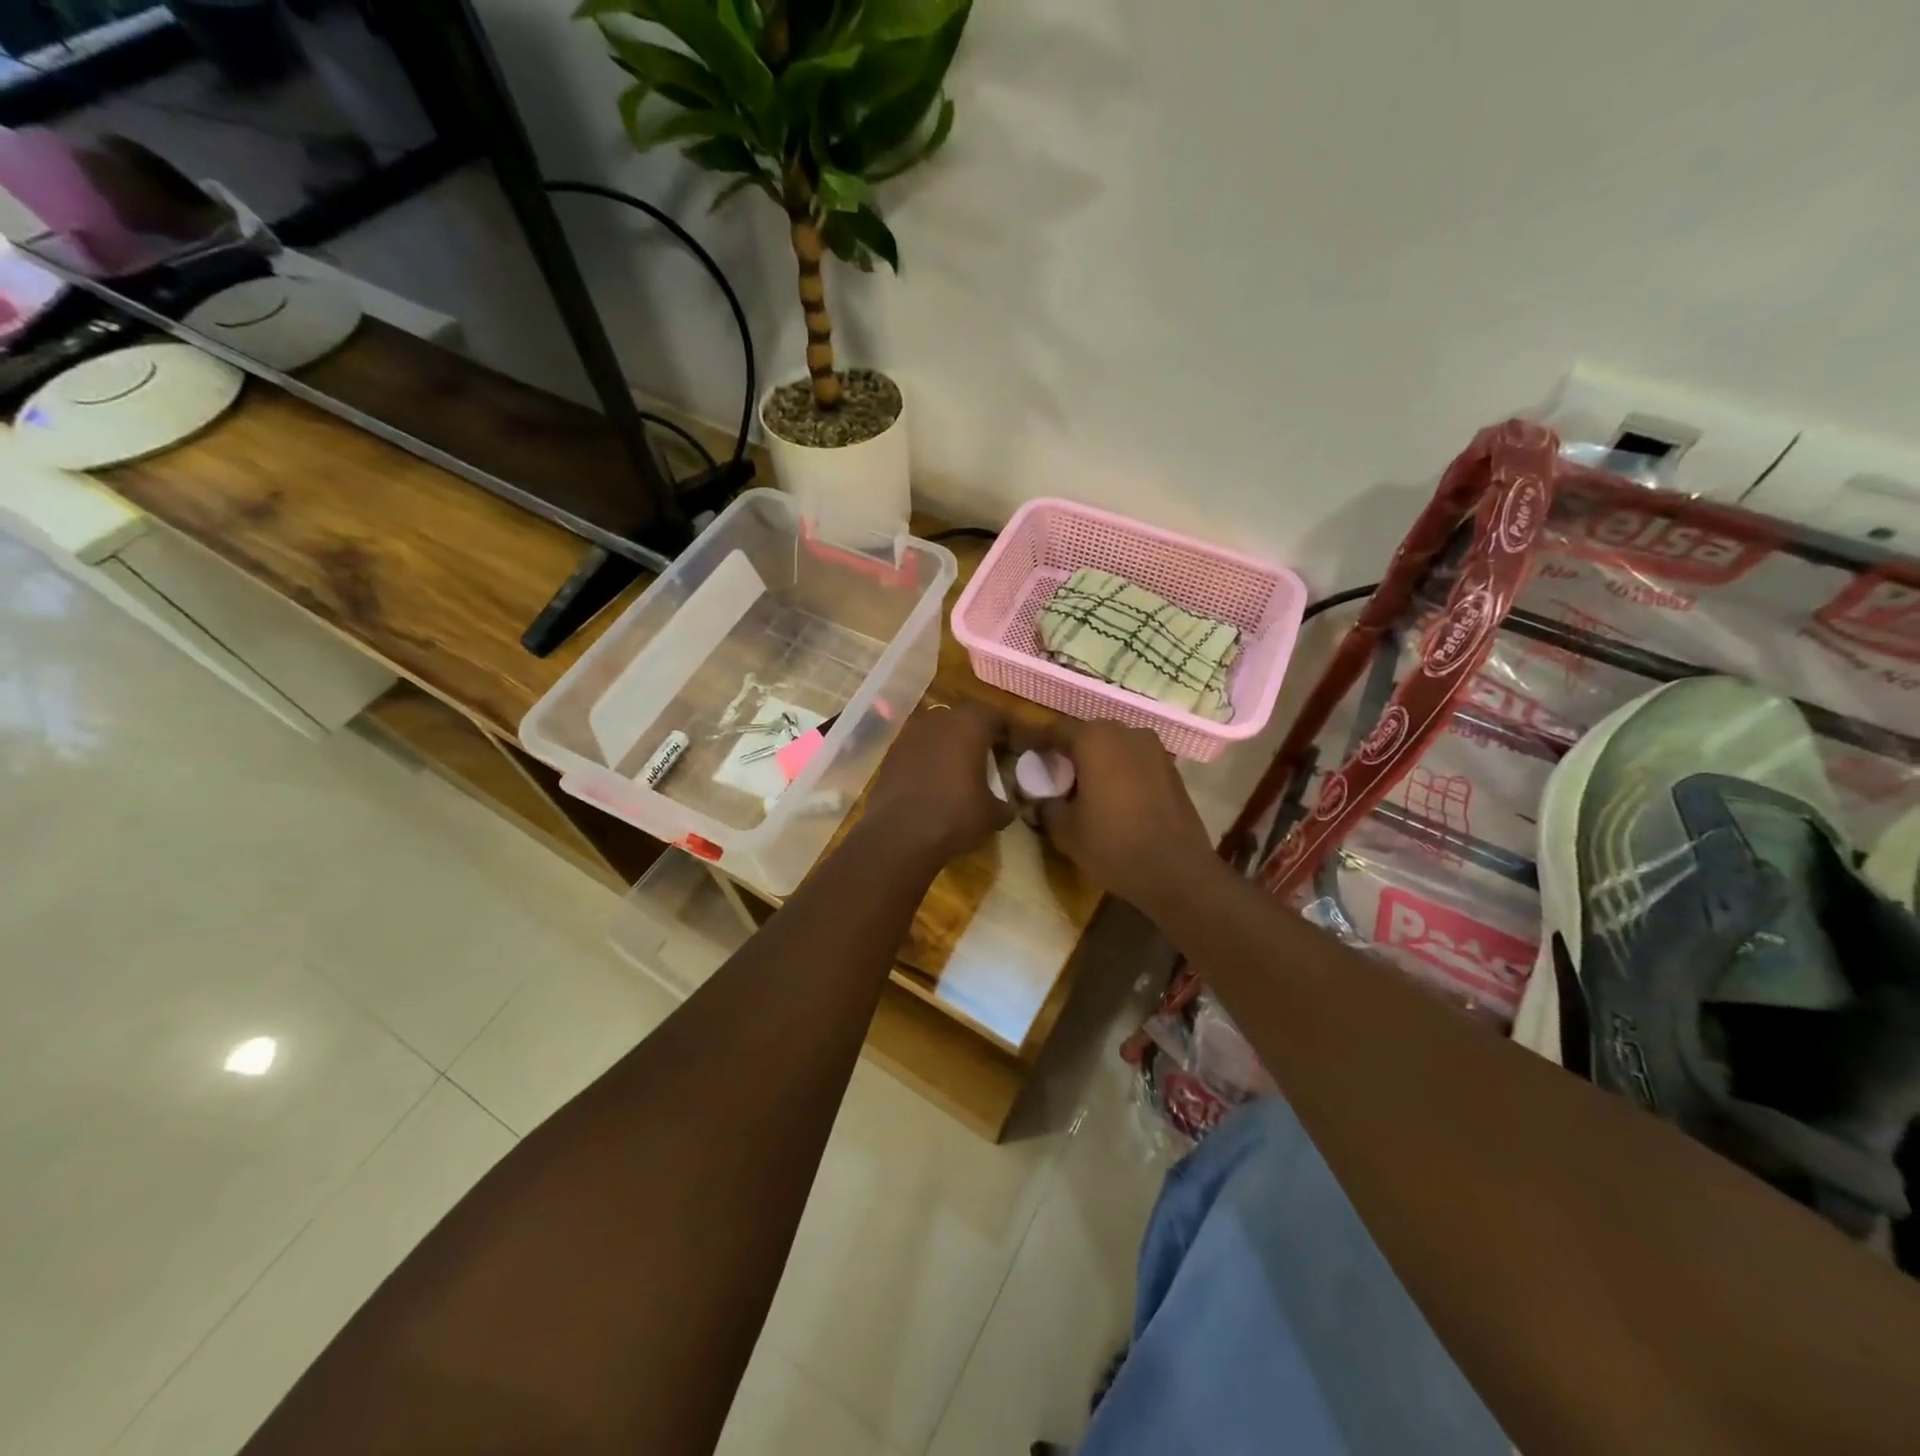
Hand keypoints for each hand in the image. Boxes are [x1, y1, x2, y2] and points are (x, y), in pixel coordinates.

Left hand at [859, 702, 1016, 866]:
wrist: (898, 835)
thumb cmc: (955, 816)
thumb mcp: (993, 814)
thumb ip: (1007, 802)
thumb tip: (1009, 805)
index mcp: (970, 723)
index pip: (1002, 718)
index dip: (1019, 734)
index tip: (1029, 749)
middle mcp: (940, 719)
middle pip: (970, 720)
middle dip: (987, 736)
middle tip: (1001, 757)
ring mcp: (911, 734)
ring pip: (943, 732)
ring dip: (958, 746)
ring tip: (970, 770)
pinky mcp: (892, 753)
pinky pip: (923, 749)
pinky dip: (936, 758)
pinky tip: (941, 781)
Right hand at [1035, 721, 1218, 916]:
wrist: (1177, 872)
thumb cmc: (1113, 845)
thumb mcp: (1065, 831)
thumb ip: (1045, 806)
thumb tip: (1035, 800)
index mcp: (1095, 739)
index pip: (1055, 731)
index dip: (1036, 743)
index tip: (1023, 757)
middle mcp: (1127, 733)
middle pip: (1087, 735)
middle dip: (1069, 752)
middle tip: (1053, 776)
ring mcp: (1154, 749)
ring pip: (1114, 747)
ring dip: (1096, 761)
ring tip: (1083, 789)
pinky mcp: (1171, 768)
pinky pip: (1135, 761)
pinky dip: (1119, 771)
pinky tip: (1112, 798)